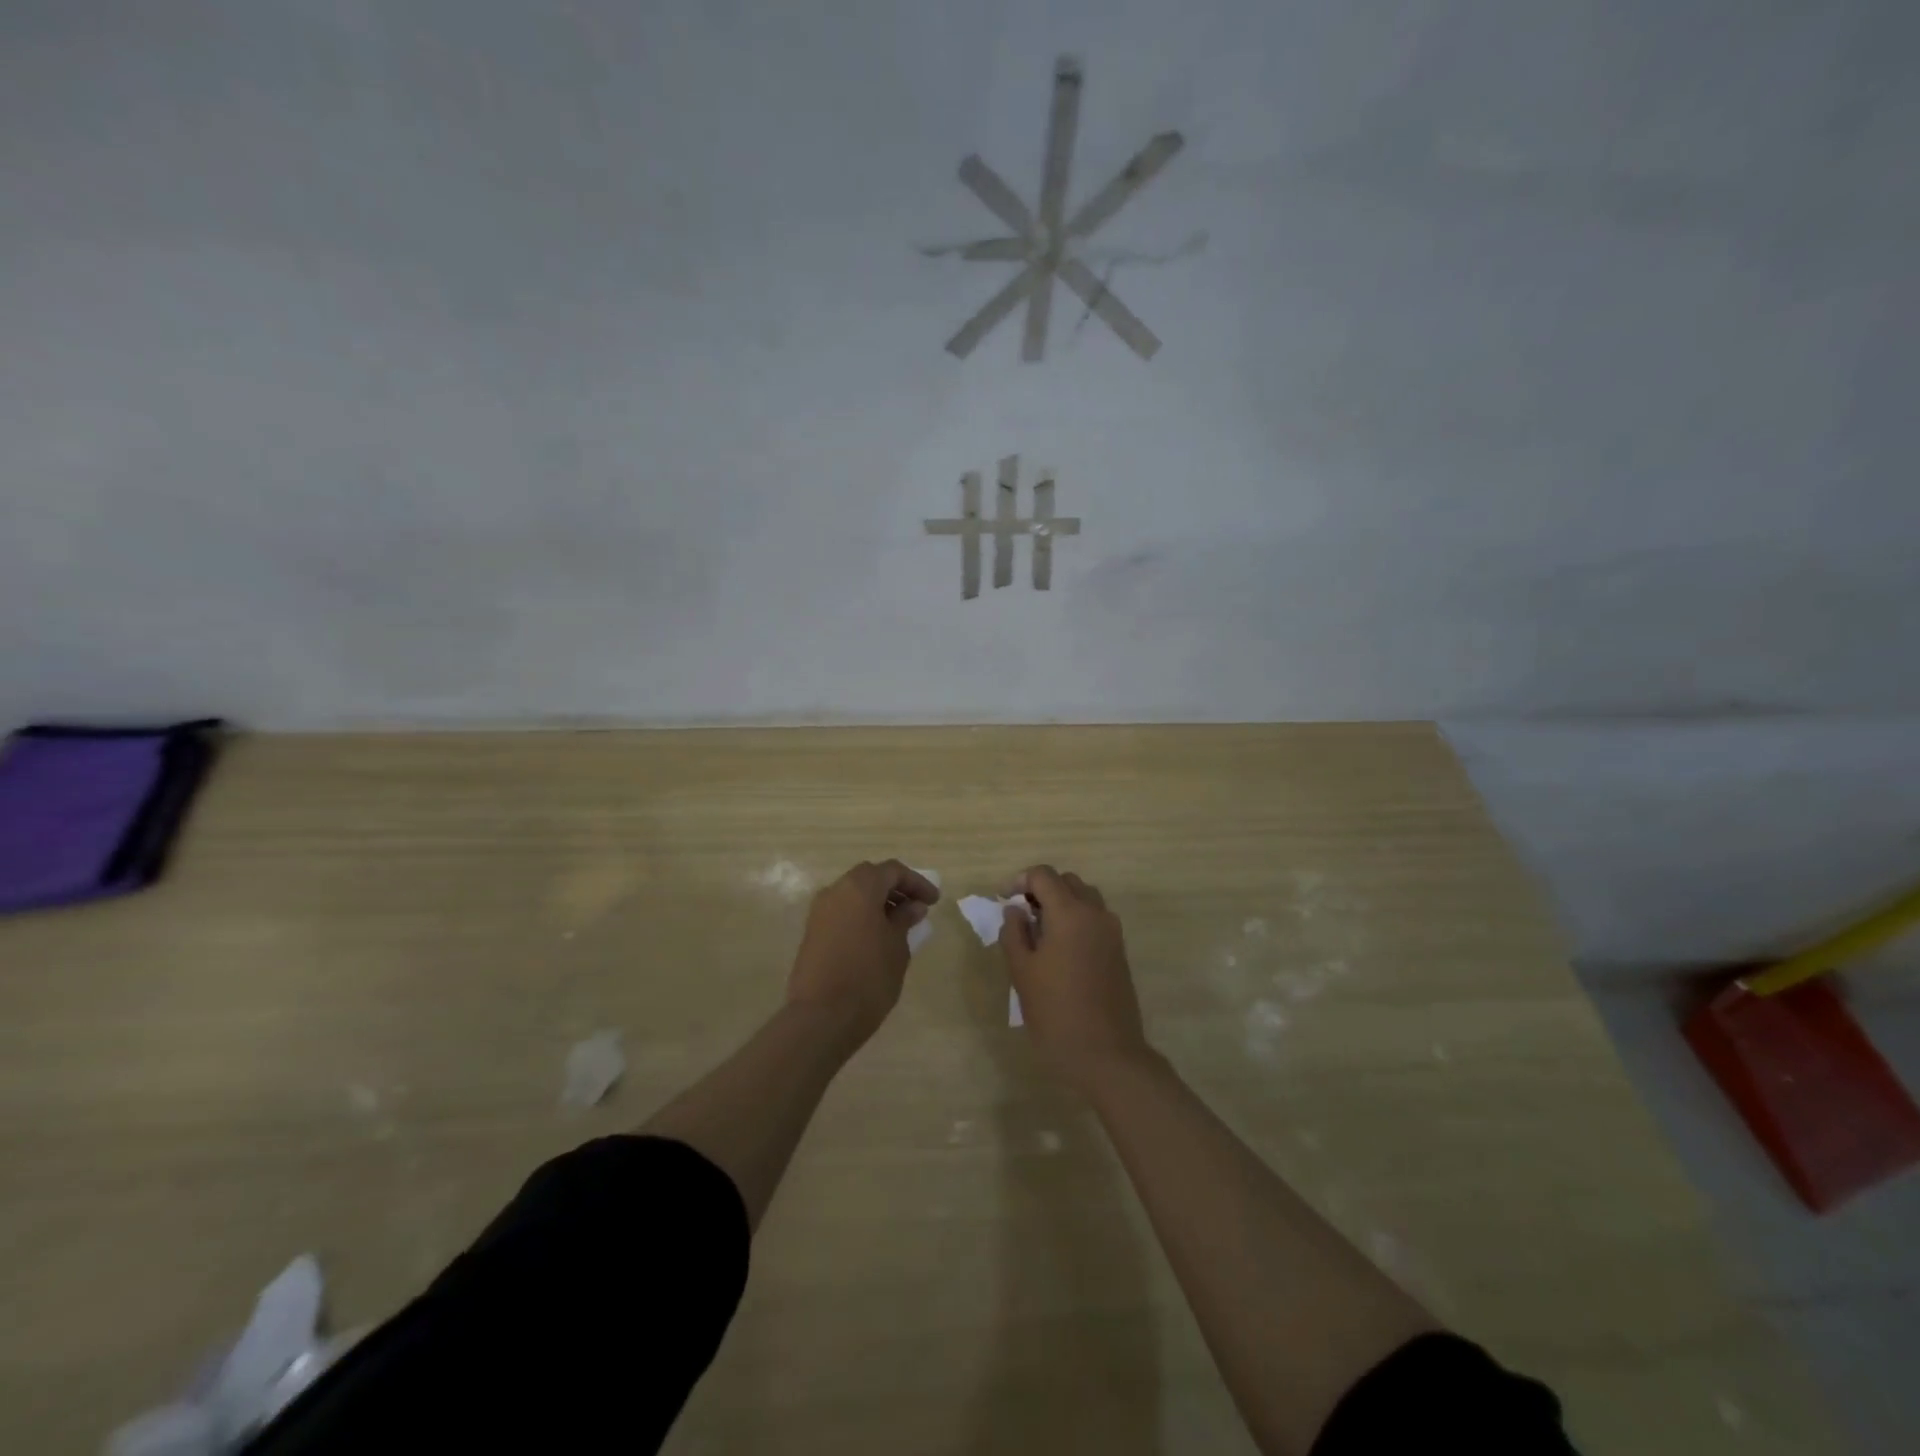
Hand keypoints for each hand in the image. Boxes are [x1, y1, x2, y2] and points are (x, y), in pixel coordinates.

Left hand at [787, 860, 939, 1045]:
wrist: (821, 1017)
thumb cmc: (868, 977)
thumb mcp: (897, 947)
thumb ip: (904, 920)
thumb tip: (912, 906)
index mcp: (859, 888)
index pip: (892, 871)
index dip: (916, 883)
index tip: (934, 902)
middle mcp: (835, 891)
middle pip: (870, 878)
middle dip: (895, 889)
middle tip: (916, 908)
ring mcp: (819, 912)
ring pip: (853, 894)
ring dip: (877, 902)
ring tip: (899, 924)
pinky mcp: (812, 932)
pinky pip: (842, 912)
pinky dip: (861, 915)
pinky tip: (876, 937)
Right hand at [1000, 865, 1152, 1089]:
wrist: (1107, 1055)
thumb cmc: (1056, 1013)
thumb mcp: (1022, 972)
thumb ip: (1014, 933)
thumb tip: (1015, 911)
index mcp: (1070, 913)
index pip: (1043, 875)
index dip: (1019, 881)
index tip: (1004, 901)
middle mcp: (1095, 913)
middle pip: (1066, 882)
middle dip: (1041, 889)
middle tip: (1020, 915)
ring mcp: (1112, 931)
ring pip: (1084, 897)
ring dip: (1061, 903)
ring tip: (1039, 931)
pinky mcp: (1119, 950)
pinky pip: (1095, 918)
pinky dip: (1076, 919)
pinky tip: (1060, 949)